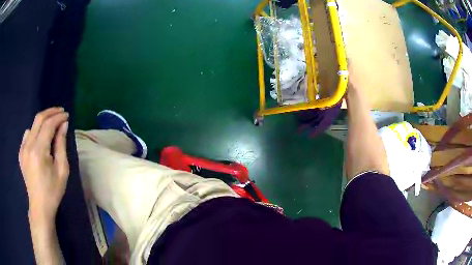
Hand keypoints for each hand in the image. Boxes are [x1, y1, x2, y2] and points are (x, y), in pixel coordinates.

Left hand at [19, 107, 69, 223]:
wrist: (40, 206)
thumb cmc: (53, 191)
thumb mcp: (62, 170)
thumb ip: (61, 145)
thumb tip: (64, 125)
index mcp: (39, 151)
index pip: (48, 125)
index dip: (58, 117)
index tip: (67, 115)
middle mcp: (28, 146)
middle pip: (39, 119)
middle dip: (51, 112)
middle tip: (61, 112)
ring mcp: (23, 149)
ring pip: (33, 125)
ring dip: (43, 121)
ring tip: (52, 125)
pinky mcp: (21, 153)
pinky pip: (27, 134)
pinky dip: (35, 130)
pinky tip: (40, 137)